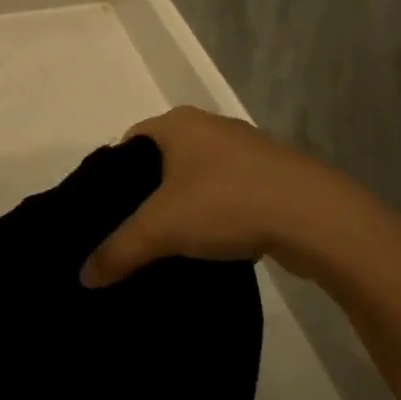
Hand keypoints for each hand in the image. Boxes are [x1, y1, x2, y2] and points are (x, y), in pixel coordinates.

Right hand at [80, 107, 392, 288]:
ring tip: (175, 240)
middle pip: (162, 158)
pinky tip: (217, 240)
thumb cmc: (226, 203)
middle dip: (148, 191)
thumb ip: (118, 250)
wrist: (317, 217)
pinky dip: (218, 209)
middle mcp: (209, 125)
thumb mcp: (160, 229)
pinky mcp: (274, 172)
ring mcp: (246, 147)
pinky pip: (231, 187)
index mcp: (176, 123)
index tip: (109, 211)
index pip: (128, 142)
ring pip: (199, 173)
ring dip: (186, 201)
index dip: (113, 176)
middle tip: (136, 230)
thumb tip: (83, 277)